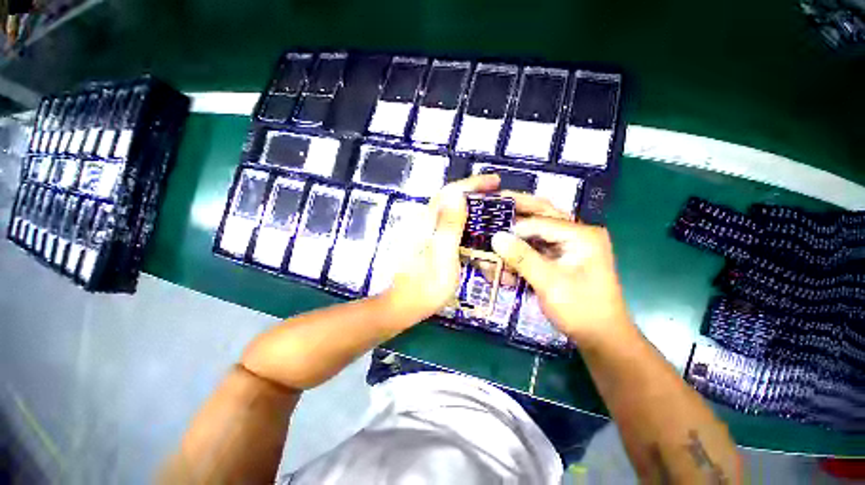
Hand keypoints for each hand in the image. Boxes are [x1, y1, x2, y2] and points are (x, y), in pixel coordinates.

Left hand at [385, 174, 500, 321]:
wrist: (401, 305)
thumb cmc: (425, 286)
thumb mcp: (443, 257)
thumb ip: (449, 226)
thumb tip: (458, 195)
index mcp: (428, 222)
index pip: (451, 192)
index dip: (473, 184)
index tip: (495, 182)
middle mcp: (424, 221)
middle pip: (450, 198)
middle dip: (473, 192)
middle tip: (496, 195)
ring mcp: (423, 231)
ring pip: (449, 210)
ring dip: (469, 206)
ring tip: (489, 210)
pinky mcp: (425, 241)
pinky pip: (447, 224)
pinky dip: (463, 221)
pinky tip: (473, 229)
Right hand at [490, 193, 629, 346]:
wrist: (601, 337)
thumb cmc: (581, 309)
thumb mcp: (550, 283)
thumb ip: (522, 257)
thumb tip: (495, 237)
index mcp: (581, 234)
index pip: (540, 222)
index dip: (513, 229)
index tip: (490, 238)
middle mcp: (575, 234)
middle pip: (540, 215)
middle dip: (515, 215)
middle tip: (492, 210)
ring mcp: (567, 245)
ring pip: (534, 232)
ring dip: (515, 239)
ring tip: (497, 245)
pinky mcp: (559, 257)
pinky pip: (535, 248)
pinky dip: (520, 255)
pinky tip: (507, 266)